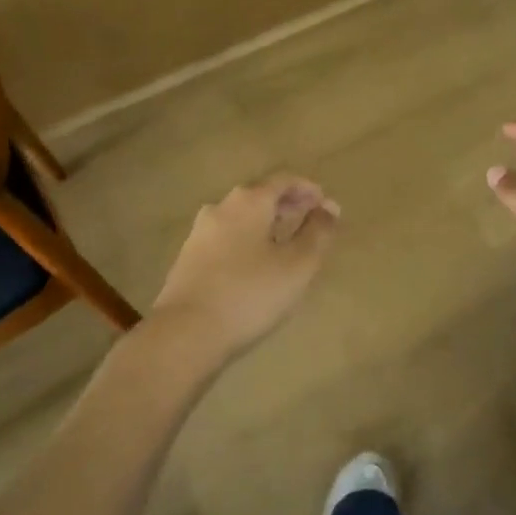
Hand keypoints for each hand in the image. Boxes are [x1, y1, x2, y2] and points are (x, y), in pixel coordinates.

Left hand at [152, 175, 339, 360]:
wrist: (185, 333)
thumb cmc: (250, 294)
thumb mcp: (298, 265)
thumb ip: (318, 233)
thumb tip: (330, 207)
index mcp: (249, 202)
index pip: (283, 180)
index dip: (308, 189)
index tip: (326, 205)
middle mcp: (221, 208)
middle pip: (260, 196)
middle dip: (288, 205)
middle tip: (310, 221)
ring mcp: (200, 233)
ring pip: (241, 217)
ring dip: (266, 224)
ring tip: (286, 243)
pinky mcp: (188, 258)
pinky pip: (226, 238)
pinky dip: (247, 240)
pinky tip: (256, 264)